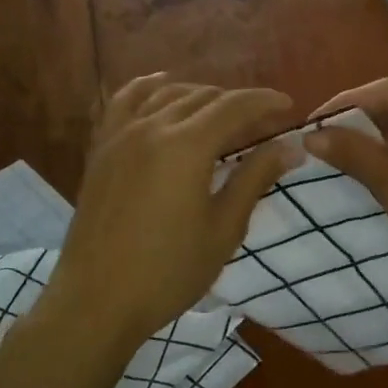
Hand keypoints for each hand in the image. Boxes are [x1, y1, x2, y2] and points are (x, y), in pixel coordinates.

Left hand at [45, 74, 302, 350]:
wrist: (97, 301)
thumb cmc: (169, 272)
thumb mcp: (223, 229)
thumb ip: (254, 179)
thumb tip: (290, 147)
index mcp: (186, 146)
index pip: (234, 106)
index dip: (265, 101)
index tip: (289, 106)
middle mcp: (152, 127)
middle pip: (203, 97)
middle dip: (237, 103)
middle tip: (262, 122)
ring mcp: (120, 135)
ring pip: (167, 94)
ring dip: (200, 96)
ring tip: (222, 113)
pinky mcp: (101, 149)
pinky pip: (124, 101)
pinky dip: (148, 87)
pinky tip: (162, 86)